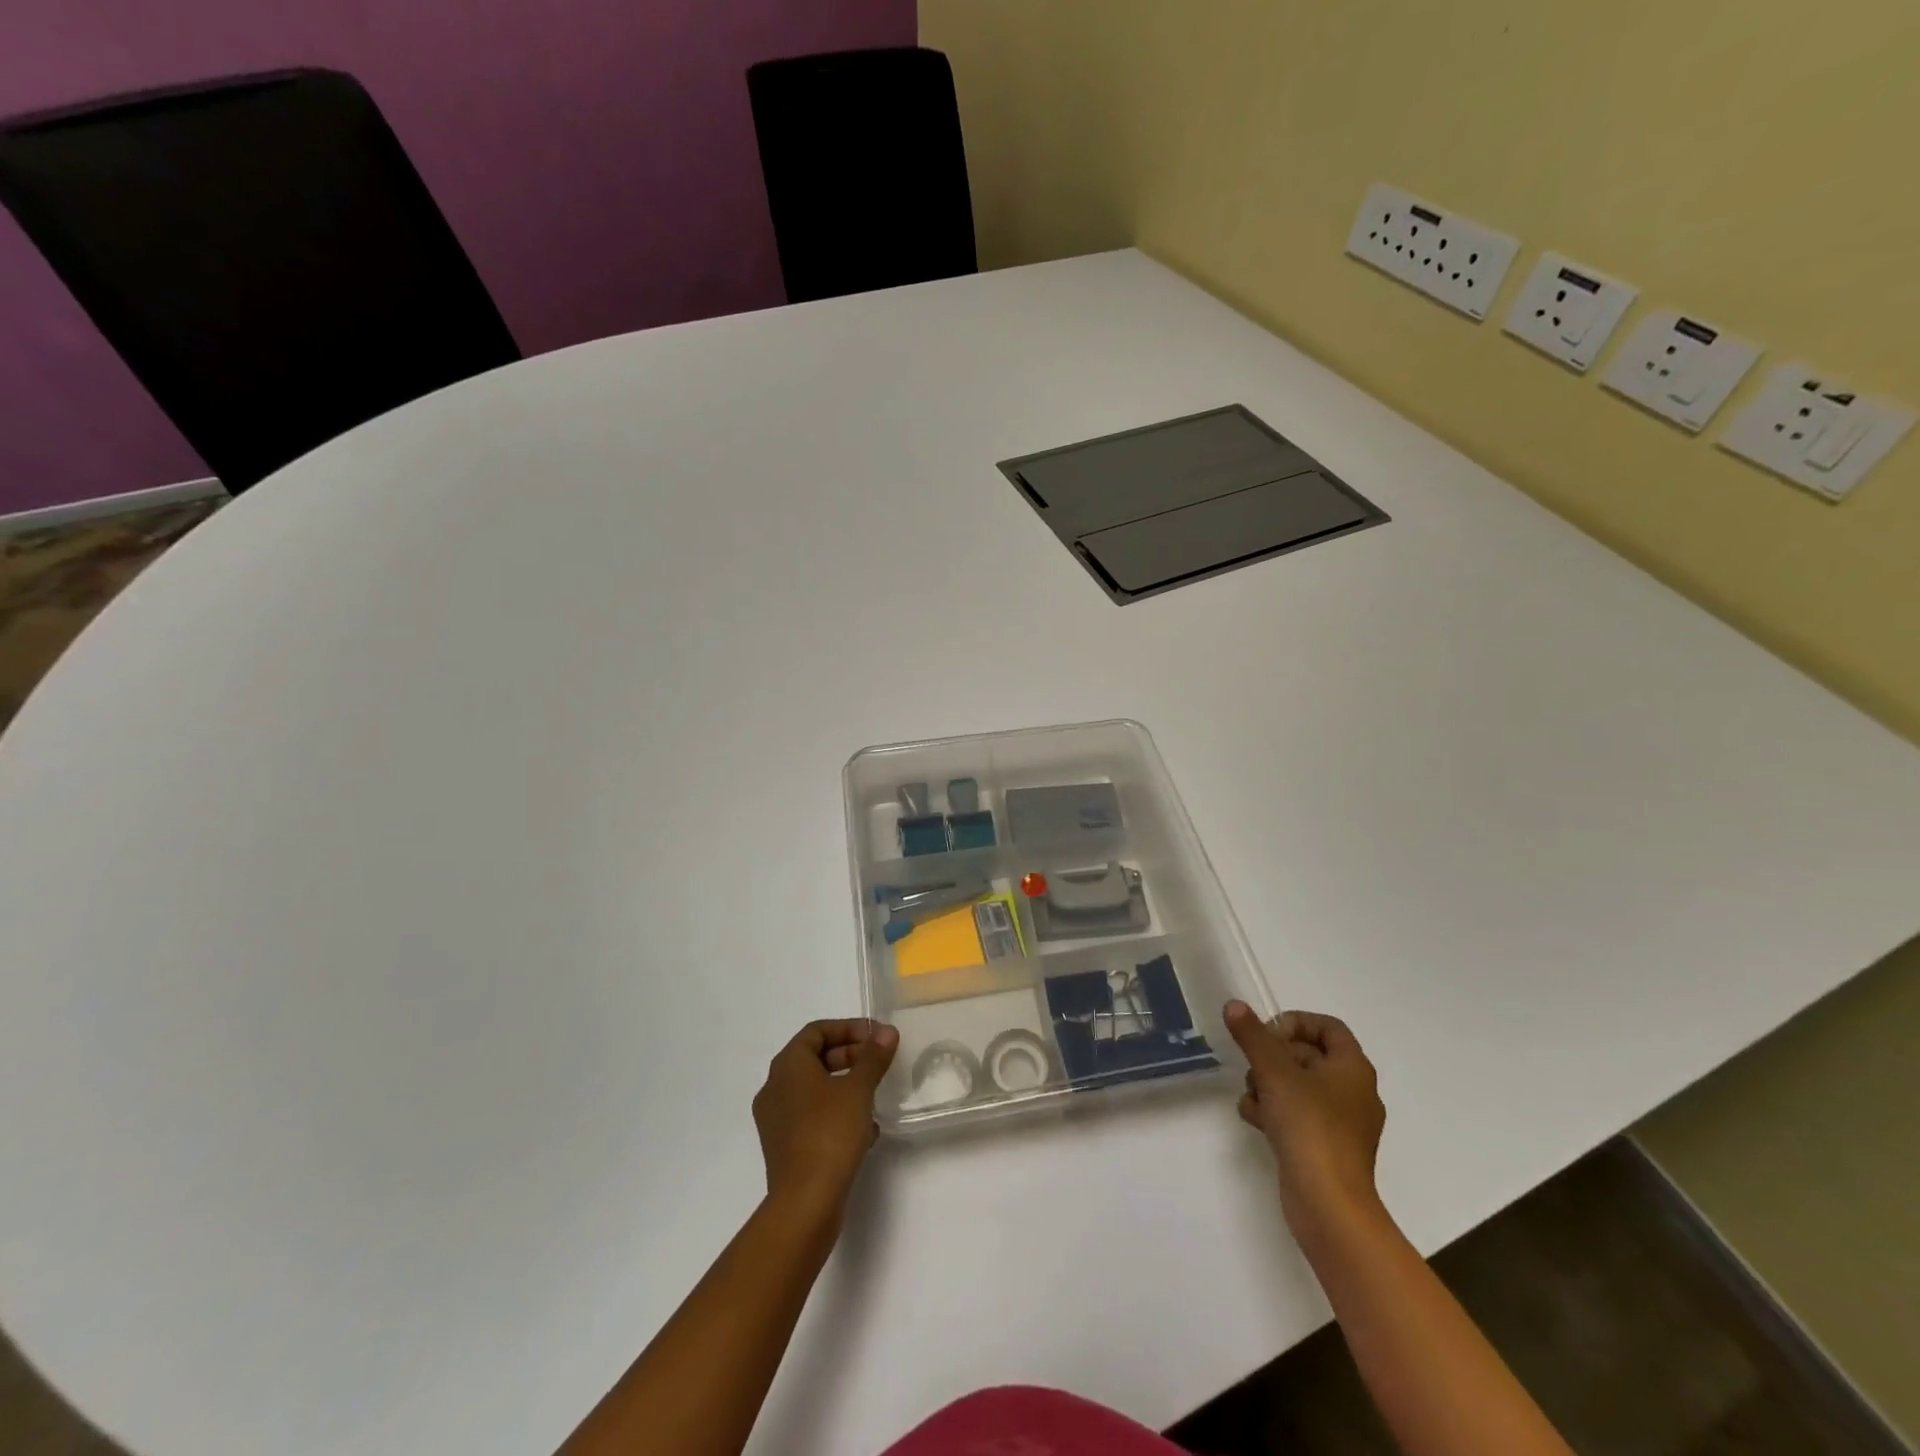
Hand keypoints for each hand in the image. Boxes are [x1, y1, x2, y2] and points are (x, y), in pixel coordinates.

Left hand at [751, 1019, 898, 1225]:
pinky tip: (865, 1130)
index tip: (876, 1037)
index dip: (849, 1028)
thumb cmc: (830, 1134)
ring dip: (846, 1086)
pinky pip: (812, 1116)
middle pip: (815, 1058)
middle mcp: (775, 1088)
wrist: (805, 1203)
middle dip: (850, 1056)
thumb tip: (886, 1032)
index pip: (817, 1031)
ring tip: (875, 1096)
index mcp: (787, 1066)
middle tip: (879, 1063)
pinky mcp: (784, 1147)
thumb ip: (873, 1057)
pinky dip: (837, 1113)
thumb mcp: (858, 1090)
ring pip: (815, 1089)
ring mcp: (776, 1120)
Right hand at [1225, 1001, 1385, 1237]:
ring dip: (1267, 1085)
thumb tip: (1234, 1005)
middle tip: (1254, 1067)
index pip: (1327, 1026)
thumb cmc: (1310, 1127)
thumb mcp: (1275, 1072)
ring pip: (1295, 1085)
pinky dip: (1274, 1112)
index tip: (1267, 1036)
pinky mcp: (1323, 1147)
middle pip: (1306, 1055)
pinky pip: (1295, 1114)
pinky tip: (1256, 1121)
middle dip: (1272, 1057)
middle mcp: (1352, 1092)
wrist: (1329, 1205)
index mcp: (1353, 1069)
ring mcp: (1339, 1122)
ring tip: (1253, 1098)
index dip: (1295, 1023)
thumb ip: (1253, 1036)